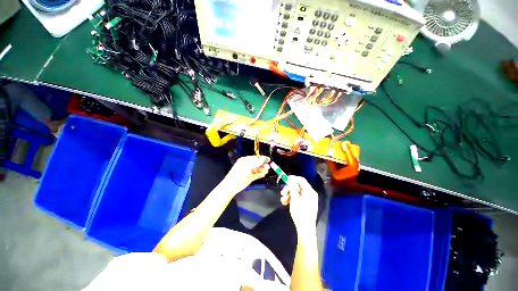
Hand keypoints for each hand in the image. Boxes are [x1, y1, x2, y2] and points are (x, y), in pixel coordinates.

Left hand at [222, 155, 270, 195]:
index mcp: (245, 160)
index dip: (261, 158)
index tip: (268, 159)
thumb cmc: (239, 172)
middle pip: (257, 164)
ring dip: (262, 170)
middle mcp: (247, 165)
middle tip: (268, 166)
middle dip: (262, 164)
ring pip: (257, 169)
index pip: (255, 158)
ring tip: (267, 171)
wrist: (232, 184)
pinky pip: (256, 175)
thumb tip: (264, 158)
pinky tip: (263, 174)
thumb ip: (257, 162)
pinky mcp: (249, 178)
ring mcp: (248, 172)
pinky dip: (260, 174)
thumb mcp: (248, 165)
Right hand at [280, 176, 318, 236]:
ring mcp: (309, 199)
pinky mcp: (306, 204)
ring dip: (289, 195)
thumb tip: (291, 178)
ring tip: (282, 201)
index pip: (301, 180)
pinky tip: (286, 203)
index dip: (293, 178)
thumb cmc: (300, 213)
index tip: (285, 180)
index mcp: (310, 191)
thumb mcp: (294, 199)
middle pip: (298, 186)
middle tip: (282, 193)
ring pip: (297, 193)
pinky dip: (292, 199)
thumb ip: (293, 187)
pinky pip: (298, 198)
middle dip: (289, 189)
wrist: (305, 230)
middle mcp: (310, 194)